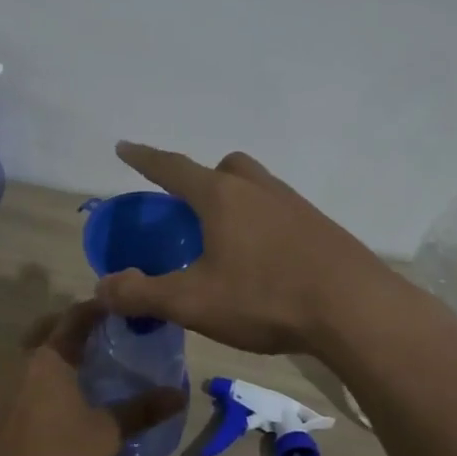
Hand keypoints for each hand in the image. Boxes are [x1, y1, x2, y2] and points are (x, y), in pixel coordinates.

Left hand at [0, 302, 185, 455]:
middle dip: (71, 324)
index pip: (75, 317)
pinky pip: (15, 374)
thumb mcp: (106, 435)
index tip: (120, 308)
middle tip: (101, 334)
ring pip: (27, 350)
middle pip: (46, 327)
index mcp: (48, 356)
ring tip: (79, 364)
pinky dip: (35, 372)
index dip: (98, 308)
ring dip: (51, 348)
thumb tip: (179, 395)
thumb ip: (141, 411)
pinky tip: (51, 397)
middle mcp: (19, 359)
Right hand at [94, 142, 394, 354]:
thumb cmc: (265, 297)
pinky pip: (282, 212)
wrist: (354, 308)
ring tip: (226, 240)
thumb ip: (143, 294)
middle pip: (225, 167)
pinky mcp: (321, 228)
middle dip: (203, 179)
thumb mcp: (193, 302)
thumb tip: (102, 288)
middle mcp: (259, 190)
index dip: (145, 158)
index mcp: (222, 197)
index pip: (173, 168)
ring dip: (237, 202)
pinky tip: (265, 262)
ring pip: (257, 187)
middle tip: (192, 210)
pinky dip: (264, 225)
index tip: (125, 146)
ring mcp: (295, 205)